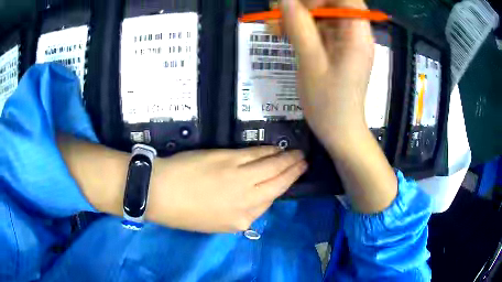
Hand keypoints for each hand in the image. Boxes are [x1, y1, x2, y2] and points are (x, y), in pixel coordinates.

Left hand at [147, 147, 306, 232]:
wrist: (160, 193)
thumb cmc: (184, 212)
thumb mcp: (216, 224)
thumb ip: (239, 212)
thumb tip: (254, 197)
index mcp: (242, 220)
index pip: (269, 202)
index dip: (283, 188)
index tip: (292, 179)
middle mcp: (246, 199)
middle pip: (277, 183)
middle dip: (294, 172)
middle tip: (304, 162)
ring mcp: (240, 177)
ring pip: (272, 166)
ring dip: (287, 159)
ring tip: (298, 154)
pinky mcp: (229, 158)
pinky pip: (257, 154)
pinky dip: (269, 151)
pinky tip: (277, 148)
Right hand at [281, 0, 374, 153]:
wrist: (340, 131)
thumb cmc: (329, 103)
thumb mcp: (311, 63)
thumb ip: (299, 27)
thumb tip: (285, 0)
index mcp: (357, 34)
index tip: (298, 5)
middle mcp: (356, 33)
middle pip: (333, 4)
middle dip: (305, 5)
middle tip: (280, 13)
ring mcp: (347, 41)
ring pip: (324, 16)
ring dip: (299, 17)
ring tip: (275, 27)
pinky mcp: (339, 49)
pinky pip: (320, 30)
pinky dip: (302, 29)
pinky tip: (283, 35)